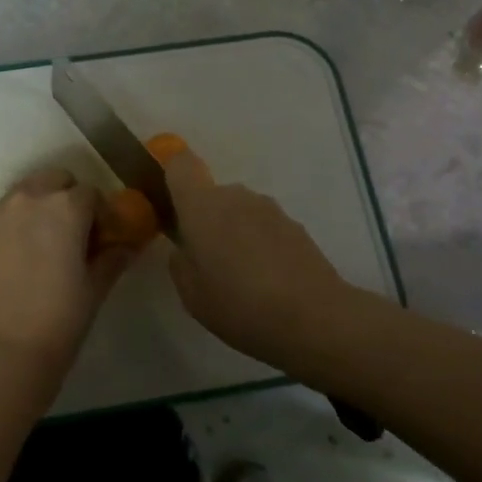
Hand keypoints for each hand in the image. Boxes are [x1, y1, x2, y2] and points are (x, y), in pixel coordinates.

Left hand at [0, 169, 137, 423]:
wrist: (2, 351)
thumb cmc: (60, 320)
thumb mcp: (95, 287)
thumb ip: (113, 257)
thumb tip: (126, 245)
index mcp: (66, 207)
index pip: (92, 194)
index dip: (101, 214)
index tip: (103, 238)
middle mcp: (31, 198)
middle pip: (57, 180)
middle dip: (69, 198)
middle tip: (76, 234)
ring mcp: (0, 212)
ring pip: (28, 191)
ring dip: (42, 204)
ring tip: (46, 243)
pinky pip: (6, 211)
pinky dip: (18, 220)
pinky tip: (23, 254)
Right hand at [164, 145, 356, 369]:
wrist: (314, 318)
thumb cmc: (239, 305)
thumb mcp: (192, 294)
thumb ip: (181, 263)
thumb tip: (186, 249)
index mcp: (202, 206)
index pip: (180, 164)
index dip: (170, 174)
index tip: (168, 203)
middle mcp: (235, 196)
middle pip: (211, 195)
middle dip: (205, 220)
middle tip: (206, 261)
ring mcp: (269, 208)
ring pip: (239, 211)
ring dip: (234, 233)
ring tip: (241, 278)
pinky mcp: (295, 225)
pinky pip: (264, 227)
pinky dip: (260, 245)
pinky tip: (267, 282)